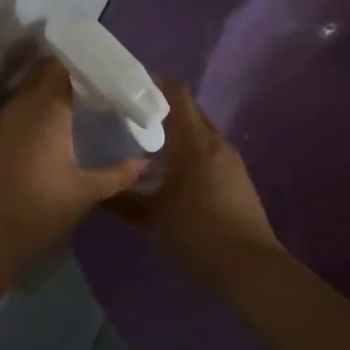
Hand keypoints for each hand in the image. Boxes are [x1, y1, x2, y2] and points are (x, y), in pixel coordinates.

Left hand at [0, 58, 148, 271]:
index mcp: (46, 108)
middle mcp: (21, 104)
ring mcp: (3, 119)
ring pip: (31, 87)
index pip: (64, 64)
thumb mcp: (85, 193)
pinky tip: (58, 126)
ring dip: (54, 88)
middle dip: (73, 71)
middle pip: (46, 70)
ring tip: (85, 101)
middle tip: (102, 84)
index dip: (88, 61)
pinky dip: (40, 106)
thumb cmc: (36, 211)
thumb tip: (148, 162)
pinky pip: (20, 106)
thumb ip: (119, 174)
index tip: (112, 68)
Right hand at [107, 78, 282, 285]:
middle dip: (164, 106)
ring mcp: (230, 160)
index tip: (130, 82)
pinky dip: (189, 150)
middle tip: (133, 113)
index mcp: (194, 141)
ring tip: (147, 142)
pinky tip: (171, 171)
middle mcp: (215, 142)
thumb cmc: (197, 234)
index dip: (156, 81)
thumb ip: (124, 199)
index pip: (177, 94)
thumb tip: (100, 189)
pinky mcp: (237, 178)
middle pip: (190, 110)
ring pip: (200, 132)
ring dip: (177, 131)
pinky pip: (209, 152)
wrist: (250, 268)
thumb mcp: (152, 218)